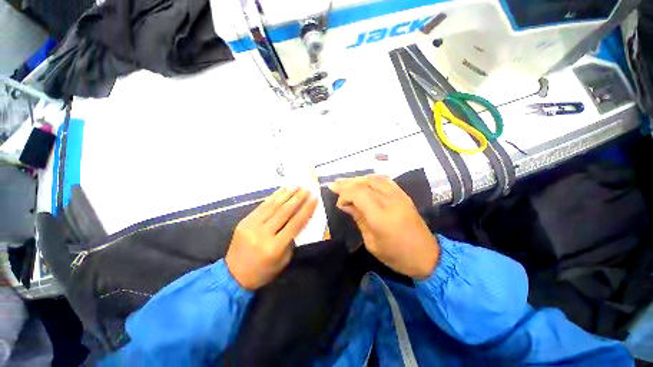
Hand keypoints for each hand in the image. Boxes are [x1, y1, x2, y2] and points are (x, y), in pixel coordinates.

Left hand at [225, 187, 317, 289]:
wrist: (233, 275)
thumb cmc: (264, 270)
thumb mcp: (284, 259)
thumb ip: (292, 239)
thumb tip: (300, 219)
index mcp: (275, 247)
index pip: (295, 223)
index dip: (306, 209)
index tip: (314, 198)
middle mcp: (263, 234)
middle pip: (284, 211)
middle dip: (298, 198)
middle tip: (307, 188)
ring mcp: (252, 225)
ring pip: (273, 206)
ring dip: (287, 194)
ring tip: (297, 185)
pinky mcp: (245, 221)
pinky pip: (262, 206)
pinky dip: (274, 196)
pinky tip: (282, 190)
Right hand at [330, 175, 438, 278]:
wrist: (428, 256)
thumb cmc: (397, 255)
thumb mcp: (372, 242)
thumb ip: (359, 219)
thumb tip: (345, 205)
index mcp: (381, 217)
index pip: (358, 194)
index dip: (345, 194)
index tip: (338, 203)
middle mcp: (390, 201)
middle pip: (365, 184)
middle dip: (347, 183)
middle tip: (334, 184)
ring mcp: (399, 196)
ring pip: (374, 179)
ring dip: (358, 179)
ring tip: (346, 181)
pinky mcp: (404, 195)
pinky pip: (385, 180)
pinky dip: (371, 178)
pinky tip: (363, 180)